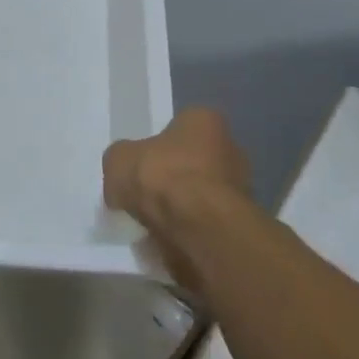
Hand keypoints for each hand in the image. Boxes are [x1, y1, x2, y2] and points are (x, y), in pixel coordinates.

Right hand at [104, 107, 251, 292]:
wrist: (198, 228)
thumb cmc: (161, 176)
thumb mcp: (119, 159)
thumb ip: (121, 160)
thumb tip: (124, 171)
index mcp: (204, 120)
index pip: (180, 126)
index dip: (158, 145)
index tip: (141, 164)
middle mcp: (230, 147)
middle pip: (193, 161)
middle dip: (172, 178)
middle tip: (144, 195)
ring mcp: (239, 187)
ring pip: (201, 194)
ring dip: (181, 206)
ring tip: (152, 222)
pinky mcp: (239, 223)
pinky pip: (205, 222)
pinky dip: (189, 229)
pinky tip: (168, 239)